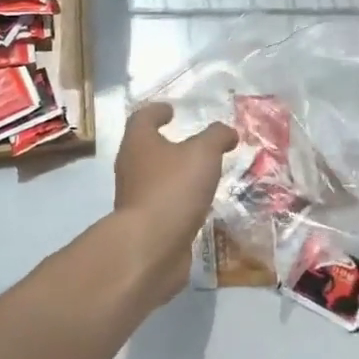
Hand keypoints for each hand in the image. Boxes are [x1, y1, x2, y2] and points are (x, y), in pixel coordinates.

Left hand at [111, 102, 238, 303]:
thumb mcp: (203, 153)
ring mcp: (135, 198)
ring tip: (202, 174)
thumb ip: (216, 137)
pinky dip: (178, 200)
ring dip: (175, 174)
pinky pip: (163, 204)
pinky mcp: (144, 225)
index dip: (157, 111)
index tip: (172, 110)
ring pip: (155, 178)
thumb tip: (227, 132)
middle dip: (168, 143)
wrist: (150, 248)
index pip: (143, 117)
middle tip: (194, 143)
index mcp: (139, 143)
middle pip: (146, 148)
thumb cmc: (173, 188)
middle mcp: (131, 167)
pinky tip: (198, 204)